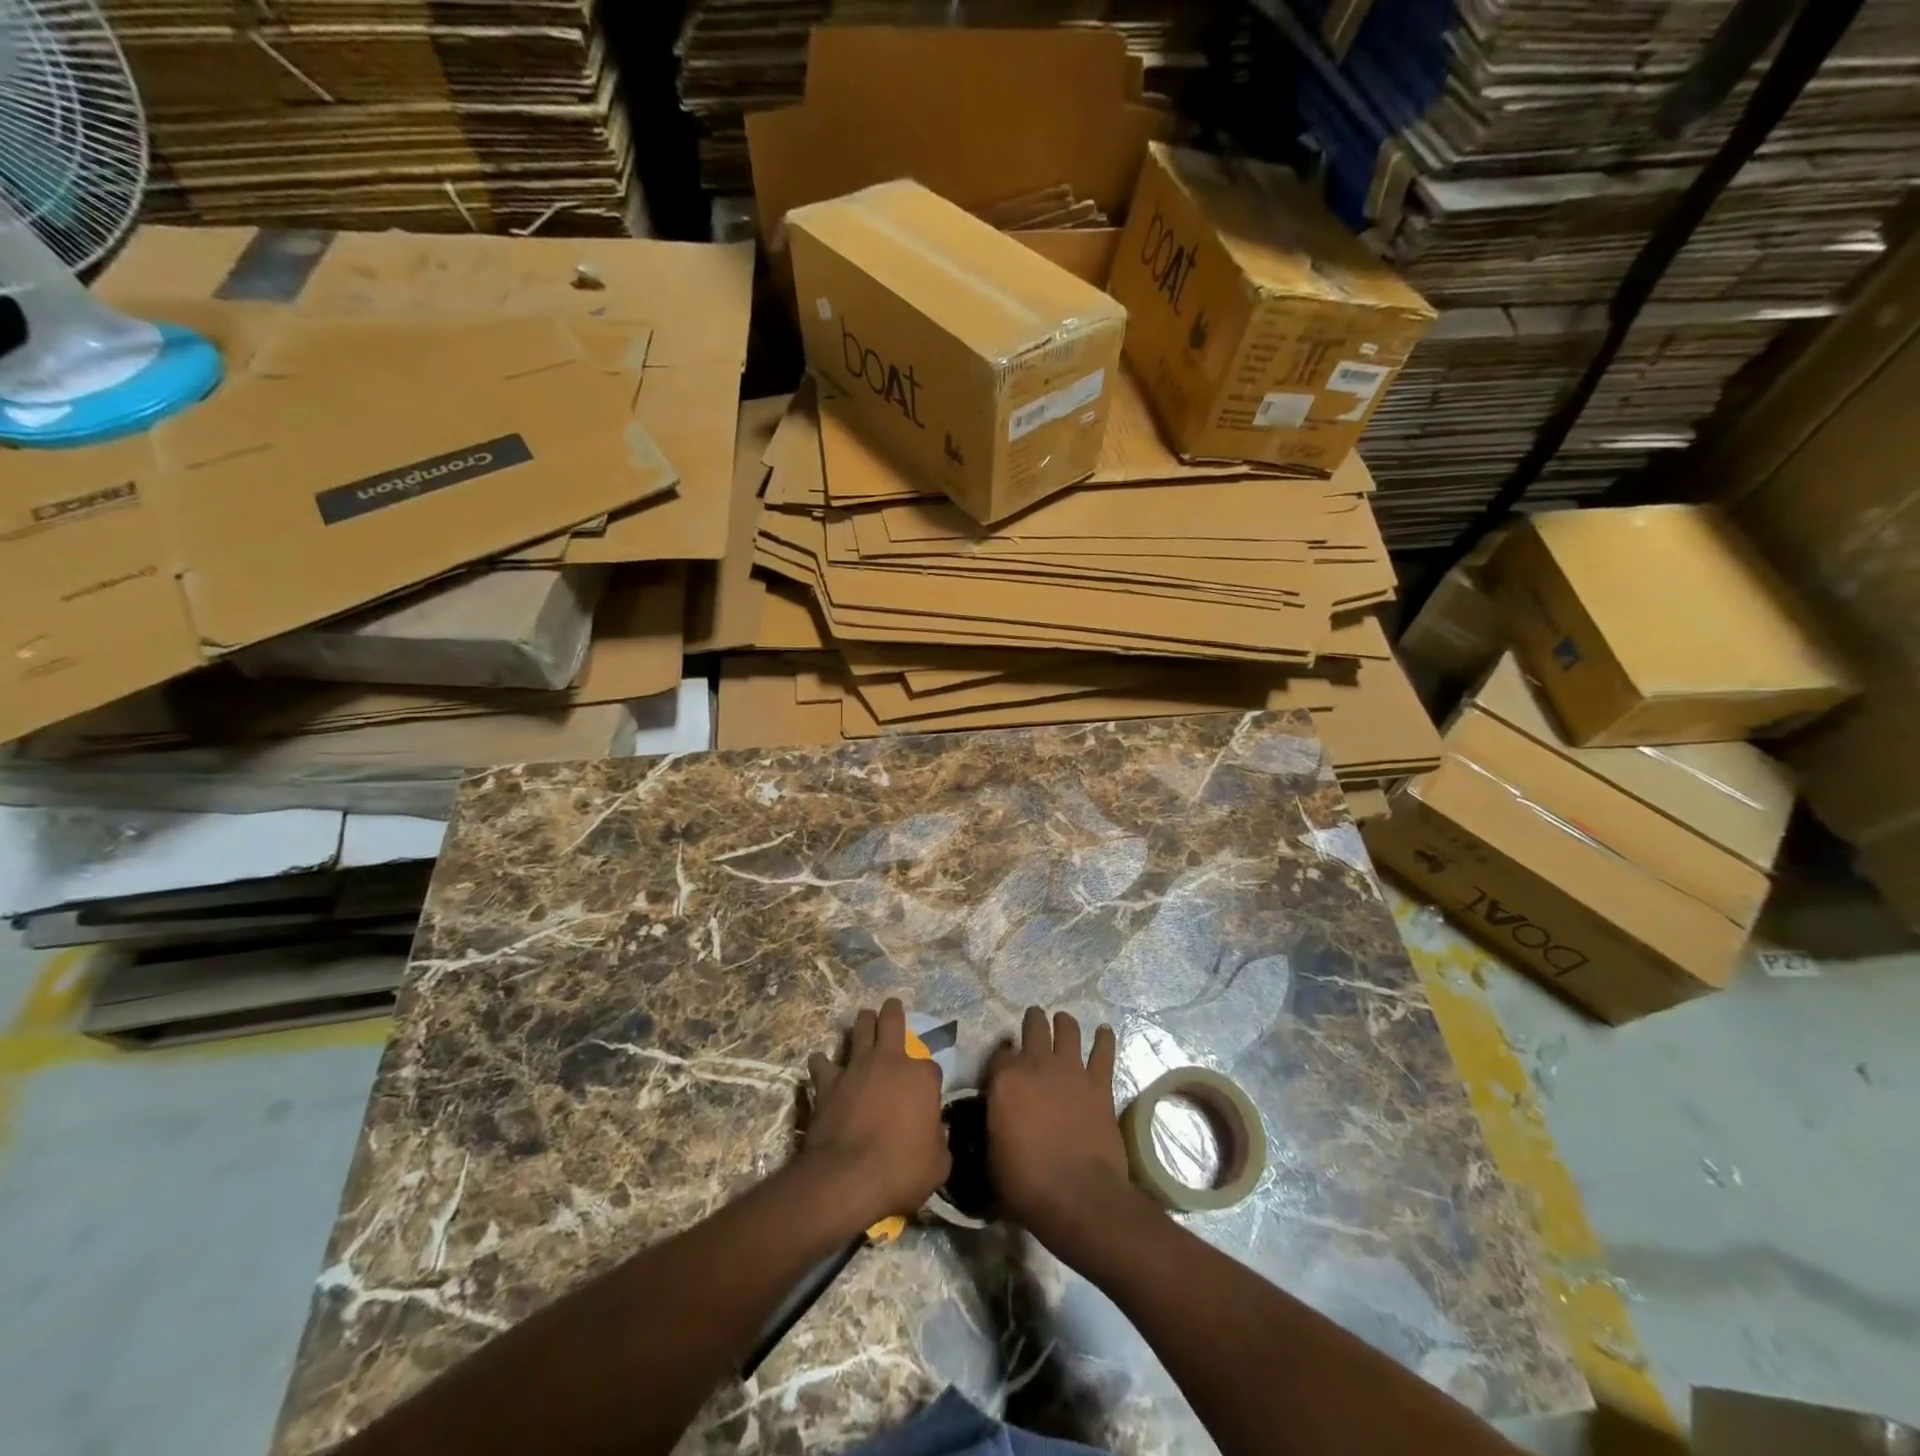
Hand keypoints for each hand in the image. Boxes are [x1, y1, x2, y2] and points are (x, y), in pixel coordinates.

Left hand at [800, 998, 949, 1229]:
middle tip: (891, 1004)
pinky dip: (823, 1063)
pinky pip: (823, 1064)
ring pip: (859, 1030)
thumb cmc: (900, 1169)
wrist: (847, 1177)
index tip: (927, 1092)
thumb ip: (938, 1142)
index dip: (929, 1079)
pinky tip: (821, 1063)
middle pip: (892, 1021)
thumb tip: (934, 1137)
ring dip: (862, 1023)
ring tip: (863, 1017)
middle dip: (893, 1011)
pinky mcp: (828, 1082)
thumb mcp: (938, 1164)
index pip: (931, 1067)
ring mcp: (856, 1067)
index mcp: (921, 1076)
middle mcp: (890, 1060)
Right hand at [985, 1008, 1143, 1254]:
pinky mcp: (1099, 1083)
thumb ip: (992, 1127)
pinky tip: (1104, 1031)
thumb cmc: (1027, 1184)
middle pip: (1033, 1026)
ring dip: (1064, 1022)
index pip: (999, 1053)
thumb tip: (993, 1120)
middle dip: (1033, 1021)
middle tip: (1033, 1020)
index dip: (1000, 1057)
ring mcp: (1071, 1070)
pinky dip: (1104, 1039)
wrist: (1079, 1196)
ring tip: (1063, 1020)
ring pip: (1067, 1029)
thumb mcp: (991, 1158)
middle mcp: (1036, 1064)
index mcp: (1005, 1080)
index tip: (1002, 1065)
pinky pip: (1103, 1051)